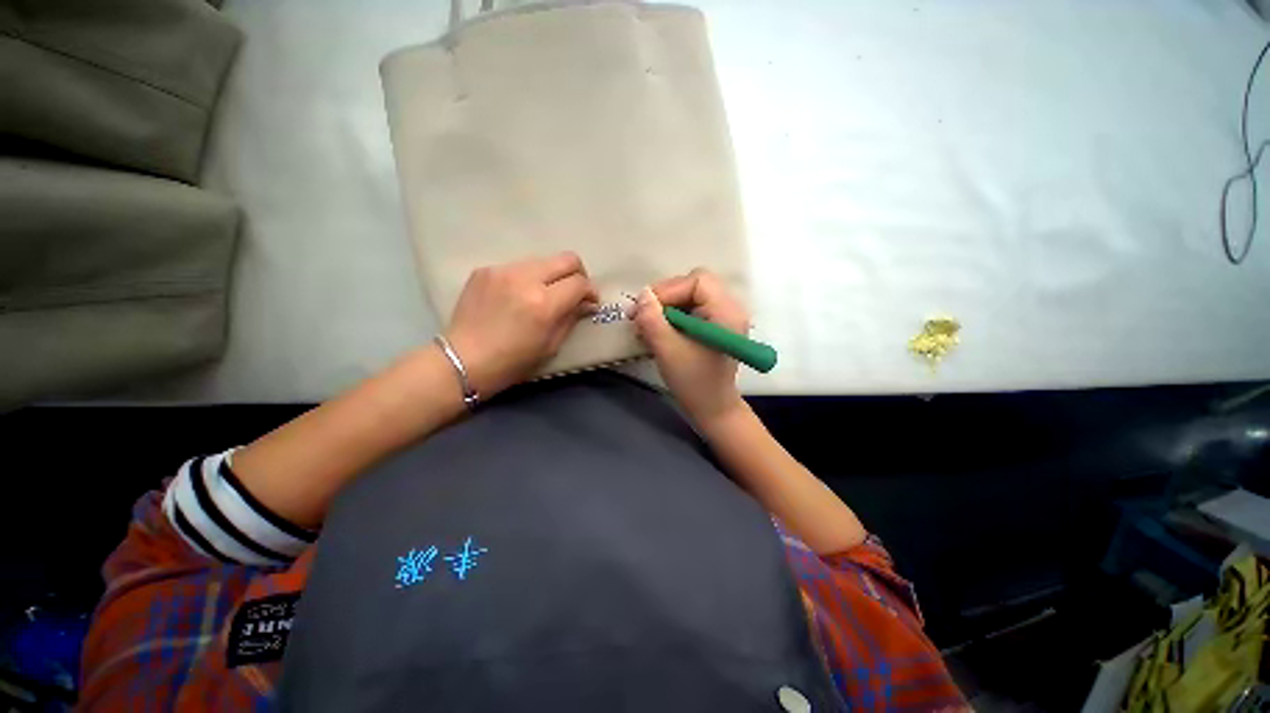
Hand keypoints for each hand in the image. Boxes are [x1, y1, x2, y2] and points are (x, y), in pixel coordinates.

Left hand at [445, 252, 596, 397]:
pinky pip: (517, 267)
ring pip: (542, 260)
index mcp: (544, 303)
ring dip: (551, 275)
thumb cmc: (512, 362)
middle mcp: (525, 279)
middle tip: (574, 290)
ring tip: (543, 294)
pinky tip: (517, 296)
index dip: (590, 291)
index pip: (579, 282)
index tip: (590, 301)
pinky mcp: (485, 270)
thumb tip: (585, 302)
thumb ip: (571, 317)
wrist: (463, 360)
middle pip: (566, 259)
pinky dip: (526, 279)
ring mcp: (503, 271)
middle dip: (577, 273)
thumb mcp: (551, 345)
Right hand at [632, 269, 746, 427]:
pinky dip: (671, 316)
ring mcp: (723, 316)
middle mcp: (730, 308)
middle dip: (665, 298)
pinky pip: (691, 308)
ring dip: (666, 308)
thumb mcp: (668, 350)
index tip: (644, 309)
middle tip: (642, 315)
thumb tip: (642, 295)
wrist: (711, 408)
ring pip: (690, 295)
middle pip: (694, 284)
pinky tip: (658, 331)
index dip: (668, 290)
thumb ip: (652, 320)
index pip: (698, 281)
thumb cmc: (694, 382)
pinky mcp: (714, 324)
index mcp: (727, 312)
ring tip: (646, 326)